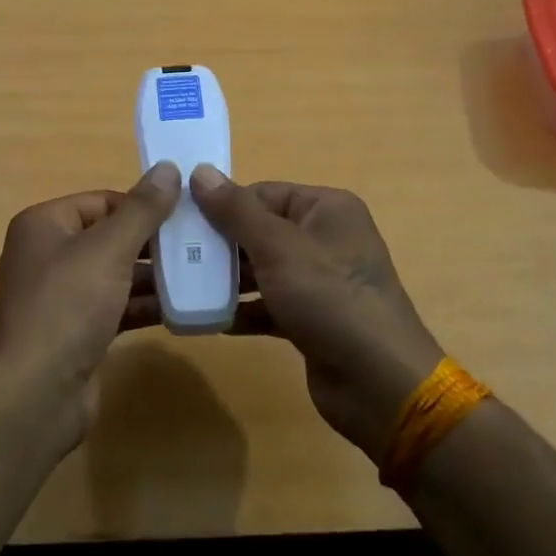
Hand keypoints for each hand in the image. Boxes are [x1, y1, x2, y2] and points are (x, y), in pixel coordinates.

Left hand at [0, 163, 181, 446]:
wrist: (35, 396)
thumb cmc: (67, 307)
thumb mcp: (108, 250)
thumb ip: (142, 210)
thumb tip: (168, 168)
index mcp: (45, 224)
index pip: (102, 201)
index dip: (142, 205)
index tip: (186, 214)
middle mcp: (49, 255)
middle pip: (110, 236)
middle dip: (153, 241)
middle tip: (200, 243)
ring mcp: (62, 296)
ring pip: (116, 274)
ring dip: (154, 275)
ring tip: (202, 272)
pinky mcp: (77, 331)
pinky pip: (116, 307)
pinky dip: (144, 305)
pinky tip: (183, 308)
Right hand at [189, 167, 445, 462]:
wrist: (379, 384)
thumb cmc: (329, 298)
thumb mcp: (277, 247)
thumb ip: (235, 210)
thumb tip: (199, 171)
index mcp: (326, 209)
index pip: (263, 193)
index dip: (223, 205)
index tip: (181, 220)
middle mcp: (326, 238)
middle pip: (261, 230)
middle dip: (221, 244)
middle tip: (176, 255)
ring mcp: (321, 281)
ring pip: (263, 269)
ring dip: (228, 278)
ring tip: (184, 286)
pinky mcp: (313, 318)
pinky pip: (270, 304)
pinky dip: (244, 310)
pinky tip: (211, 319)